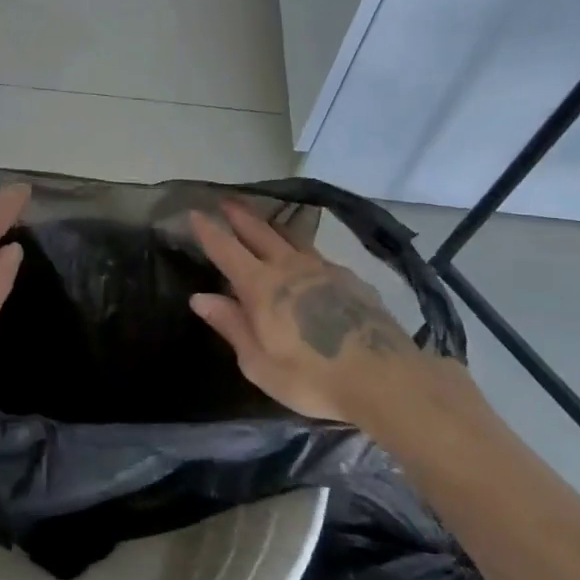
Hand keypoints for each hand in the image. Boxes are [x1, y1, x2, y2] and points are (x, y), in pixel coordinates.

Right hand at [188, 202, 452, 424]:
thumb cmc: (311, 377)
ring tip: (266, 222)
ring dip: (273, 227)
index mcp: (261, 286)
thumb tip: (200, 297)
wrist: (383, 378)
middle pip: (260, 232)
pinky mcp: (352, 280)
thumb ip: (231, 325)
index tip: (195, 212)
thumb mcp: (258, 363)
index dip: (209, 230)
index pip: (226, 249)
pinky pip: (319, 256)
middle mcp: (290, 267)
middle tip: (227, 201)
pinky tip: (308, 263)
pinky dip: (303, 251)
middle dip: (240, 216)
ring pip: (293, 238)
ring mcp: (325, 270)